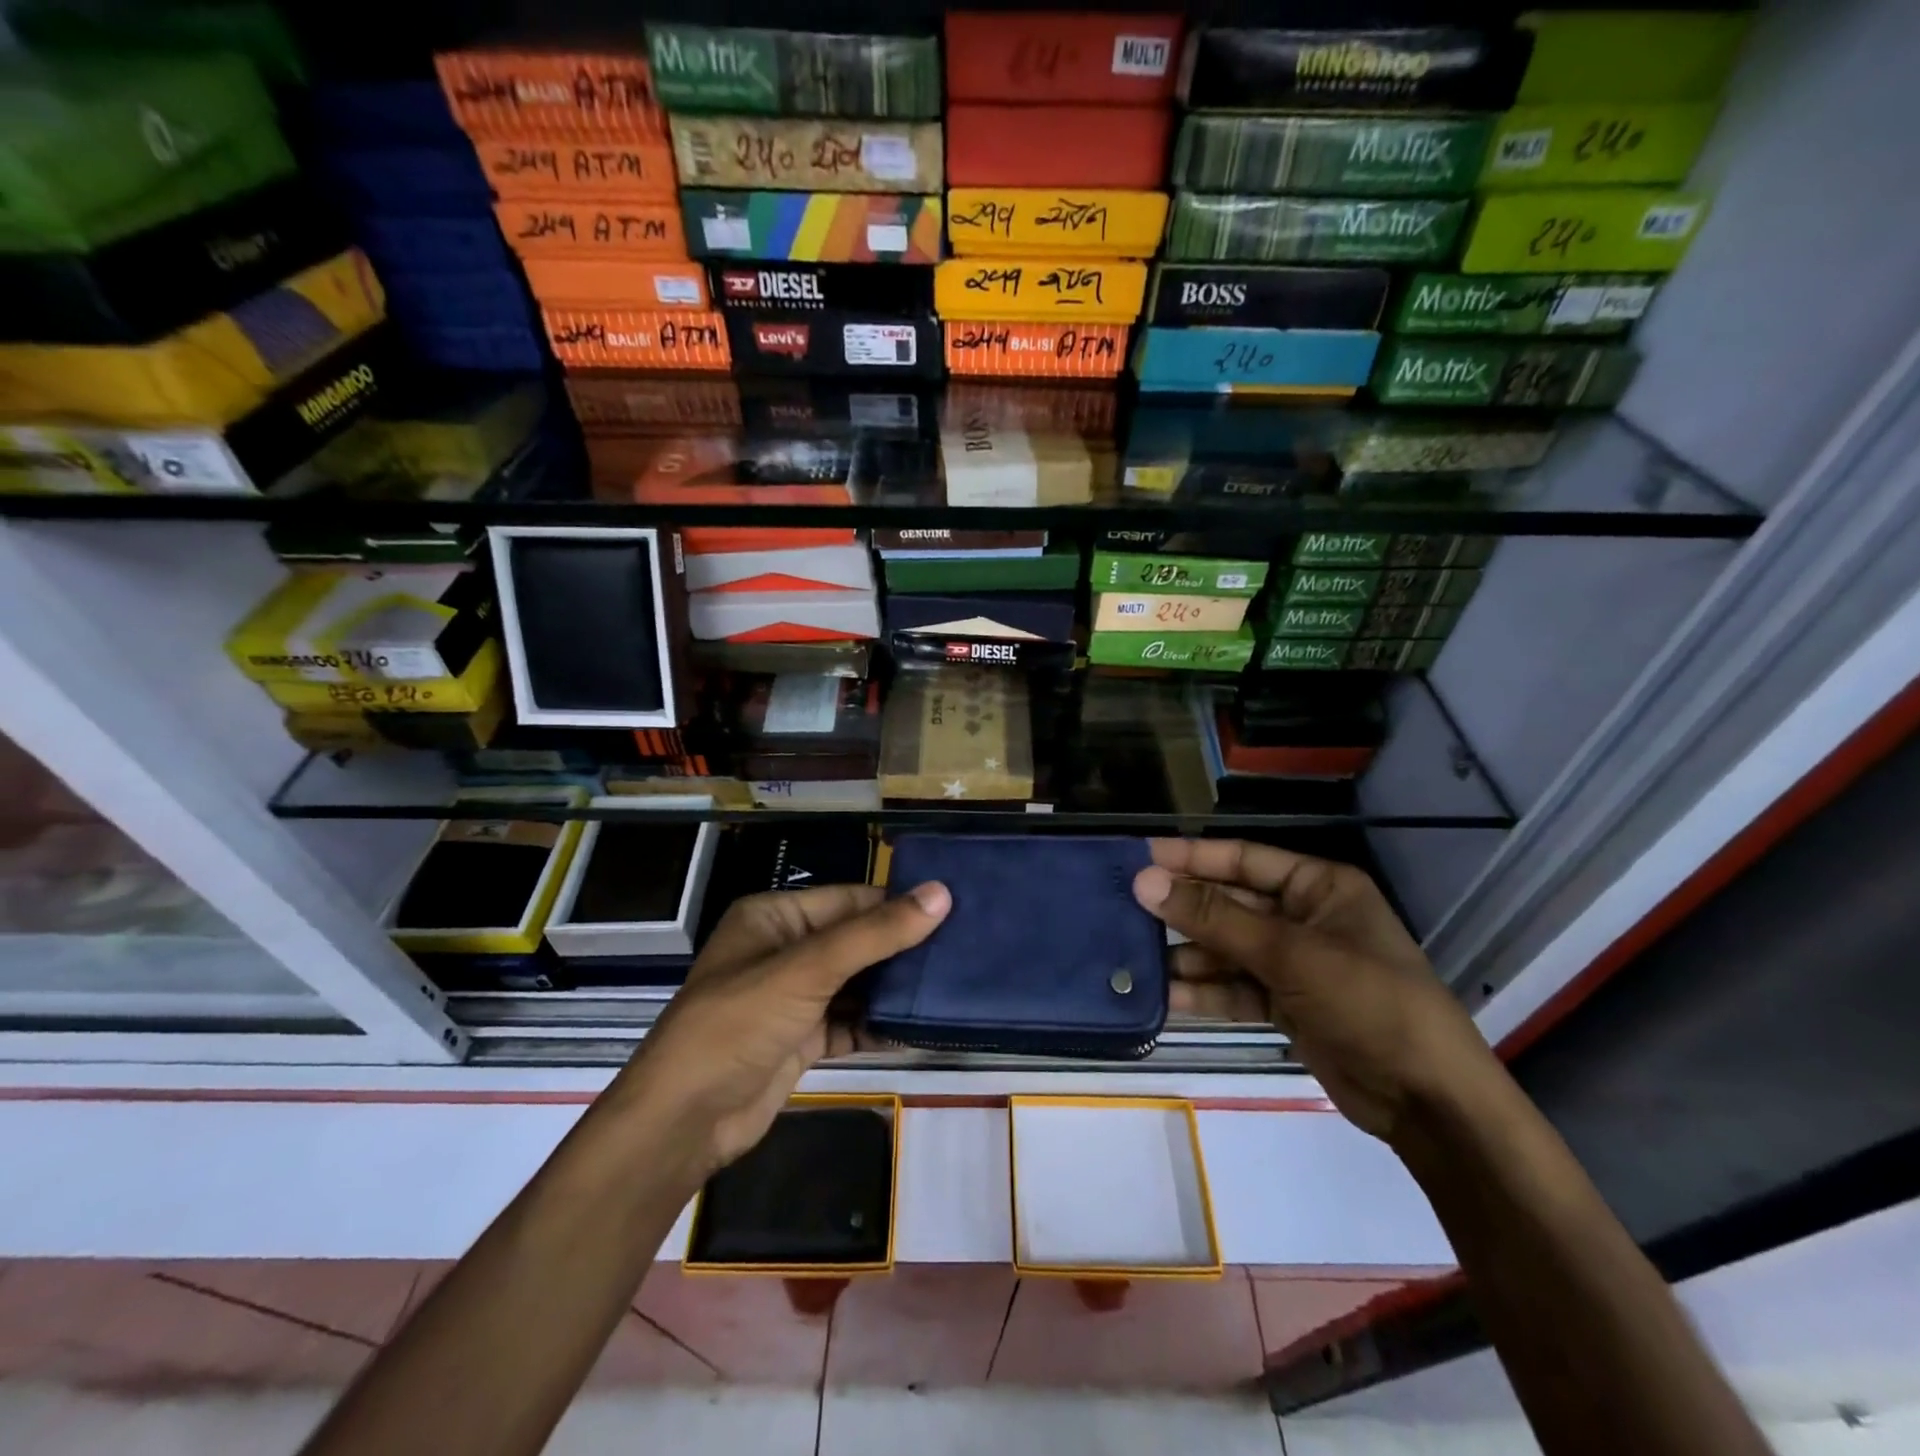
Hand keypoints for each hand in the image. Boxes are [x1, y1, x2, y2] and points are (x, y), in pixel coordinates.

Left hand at [611, 881, 949, 1175]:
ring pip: (855, 983)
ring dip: (894, 988)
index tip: (955, 909)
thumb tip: (941, 893)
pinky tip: (919, 1028)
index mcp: (775, 917)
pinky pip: (849, 1022)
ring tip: (952, 986)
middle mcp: (784, 950)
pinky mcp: (800, 1039)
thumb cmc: (738, 1025)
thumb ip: (875, 934)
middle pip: (855, 940)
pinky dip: (878, 1025)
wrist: (683, 1123)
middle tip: (963, 950)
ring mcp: (792, 997)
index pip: (849, 900)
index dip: (898, 904)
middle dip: (902, 948)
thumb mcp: (807, 970)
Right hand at [1132, 839, 1498, 1143]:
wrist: (1429, 1102)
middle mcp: (1304, 917)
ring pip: (1227, 949)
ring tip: (1135, 959)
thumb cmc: (1368, 1002)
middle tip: (1125, 911)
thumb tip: (1144, 882)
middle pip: (1230, 904)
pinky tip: (1166, 997)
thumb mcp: (1289, 954)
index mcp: (1318, 886)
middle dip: (1183, 912)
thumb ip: (1214, 918)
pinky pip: (1235, 989)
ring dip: (1188, 956)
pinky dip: (1205, 993)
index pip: (1242, 859)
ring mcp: (1295, 964)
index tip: (1138, 857)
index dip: (1189, 857)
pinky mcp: (1287, 1005)